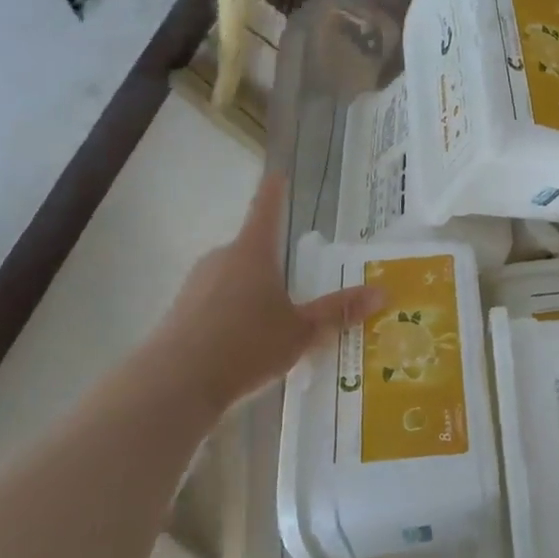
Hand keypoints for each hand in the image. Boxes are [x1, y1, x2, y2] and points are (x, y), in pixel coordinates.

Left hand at [156, 174, 382, 407]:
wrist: (175, 384)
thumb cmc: (246, 345)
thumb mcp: (301, 331)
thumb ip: (338, 311)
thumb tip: (383, 292)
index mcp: (252, 252)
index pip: (266, 209)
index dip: (274, 191)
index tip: (277, 174)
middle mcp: (221, 258)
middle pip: (251, 250)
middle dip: (271, 266)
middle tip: (294, 289)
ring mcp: (195, 284)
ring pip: (232, 279)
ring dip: (250, 294)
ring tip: (271, 329)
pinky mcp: (179, 311)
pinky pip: (214, 303)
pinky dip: (229, 315)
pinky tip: (241, 346)